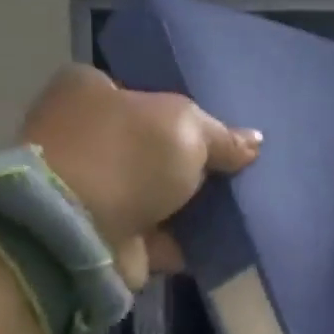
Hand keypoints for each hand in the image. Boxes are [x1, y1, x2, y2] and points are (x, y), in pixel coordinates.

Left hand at [22, 64, 260, 285]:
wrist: (79, 232)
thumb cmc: (126, 157)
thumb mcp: (186, 128)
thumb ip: (222, 136)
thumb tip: (255, 142)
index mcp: (88, 92)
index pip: (143, 95)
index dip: (183, 115)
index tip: (219, 136)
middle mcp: (83, 136)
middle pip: (152, 148)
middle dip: (190, 164)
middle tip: (236, 173)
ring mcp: (92, 189)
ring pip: (157, 194)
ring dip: (191, 206)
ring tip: (239, 209)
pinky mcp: (105, 235)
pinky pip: (159, 235)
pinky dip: (186, 241)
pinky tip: (223, 242)